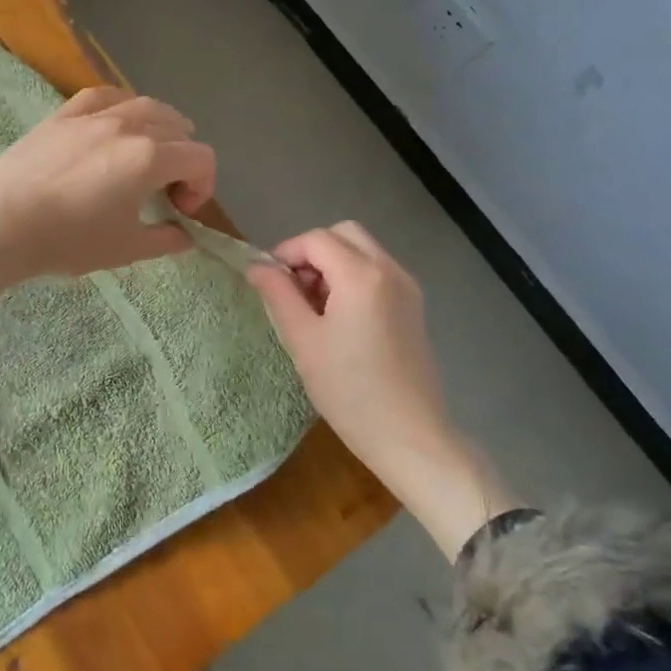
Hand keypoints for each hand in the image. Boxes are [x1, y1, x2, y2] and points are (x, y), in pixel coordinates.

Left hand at [0, 87, 215, 307]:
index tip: (183, 210)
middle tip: (167, 189)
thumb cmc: (68, 240)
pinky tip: (117, 121)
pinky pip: (105, 95)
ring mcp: (94, 115)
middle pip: (178, 127)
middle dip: (184, 157)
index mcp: (150, 158)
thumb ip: (165, 239)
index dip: (203, 185)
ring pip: (145, 104)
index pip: (200, 158)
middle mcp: (129, 126)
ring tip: (150, 150)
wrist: (1, 224)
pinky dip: (122, 106)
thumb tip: (185, 235)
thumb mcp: (125, 249)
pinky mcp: (65, 114)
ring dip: (161, 126)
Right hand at [247, 222, 516, 557]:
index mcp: (362, 275)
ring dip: (333, 264)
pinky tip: (340, 318)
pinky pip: (377, 272)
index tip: (268, 281)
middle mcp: (389, 270)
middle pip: (343, 234)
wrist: (411, 436)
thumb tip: (256, 267)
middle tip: (293, 289)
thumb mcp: (303, 340)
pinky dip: (353, 278)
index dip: (286, 252)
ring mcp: (407, 287)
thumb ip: (278, 295)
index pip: (316, 239)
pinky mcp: (414, 306)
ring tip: (314, 307)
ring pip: (362, 251)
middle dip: (312, 252)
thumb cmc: (349, 390)